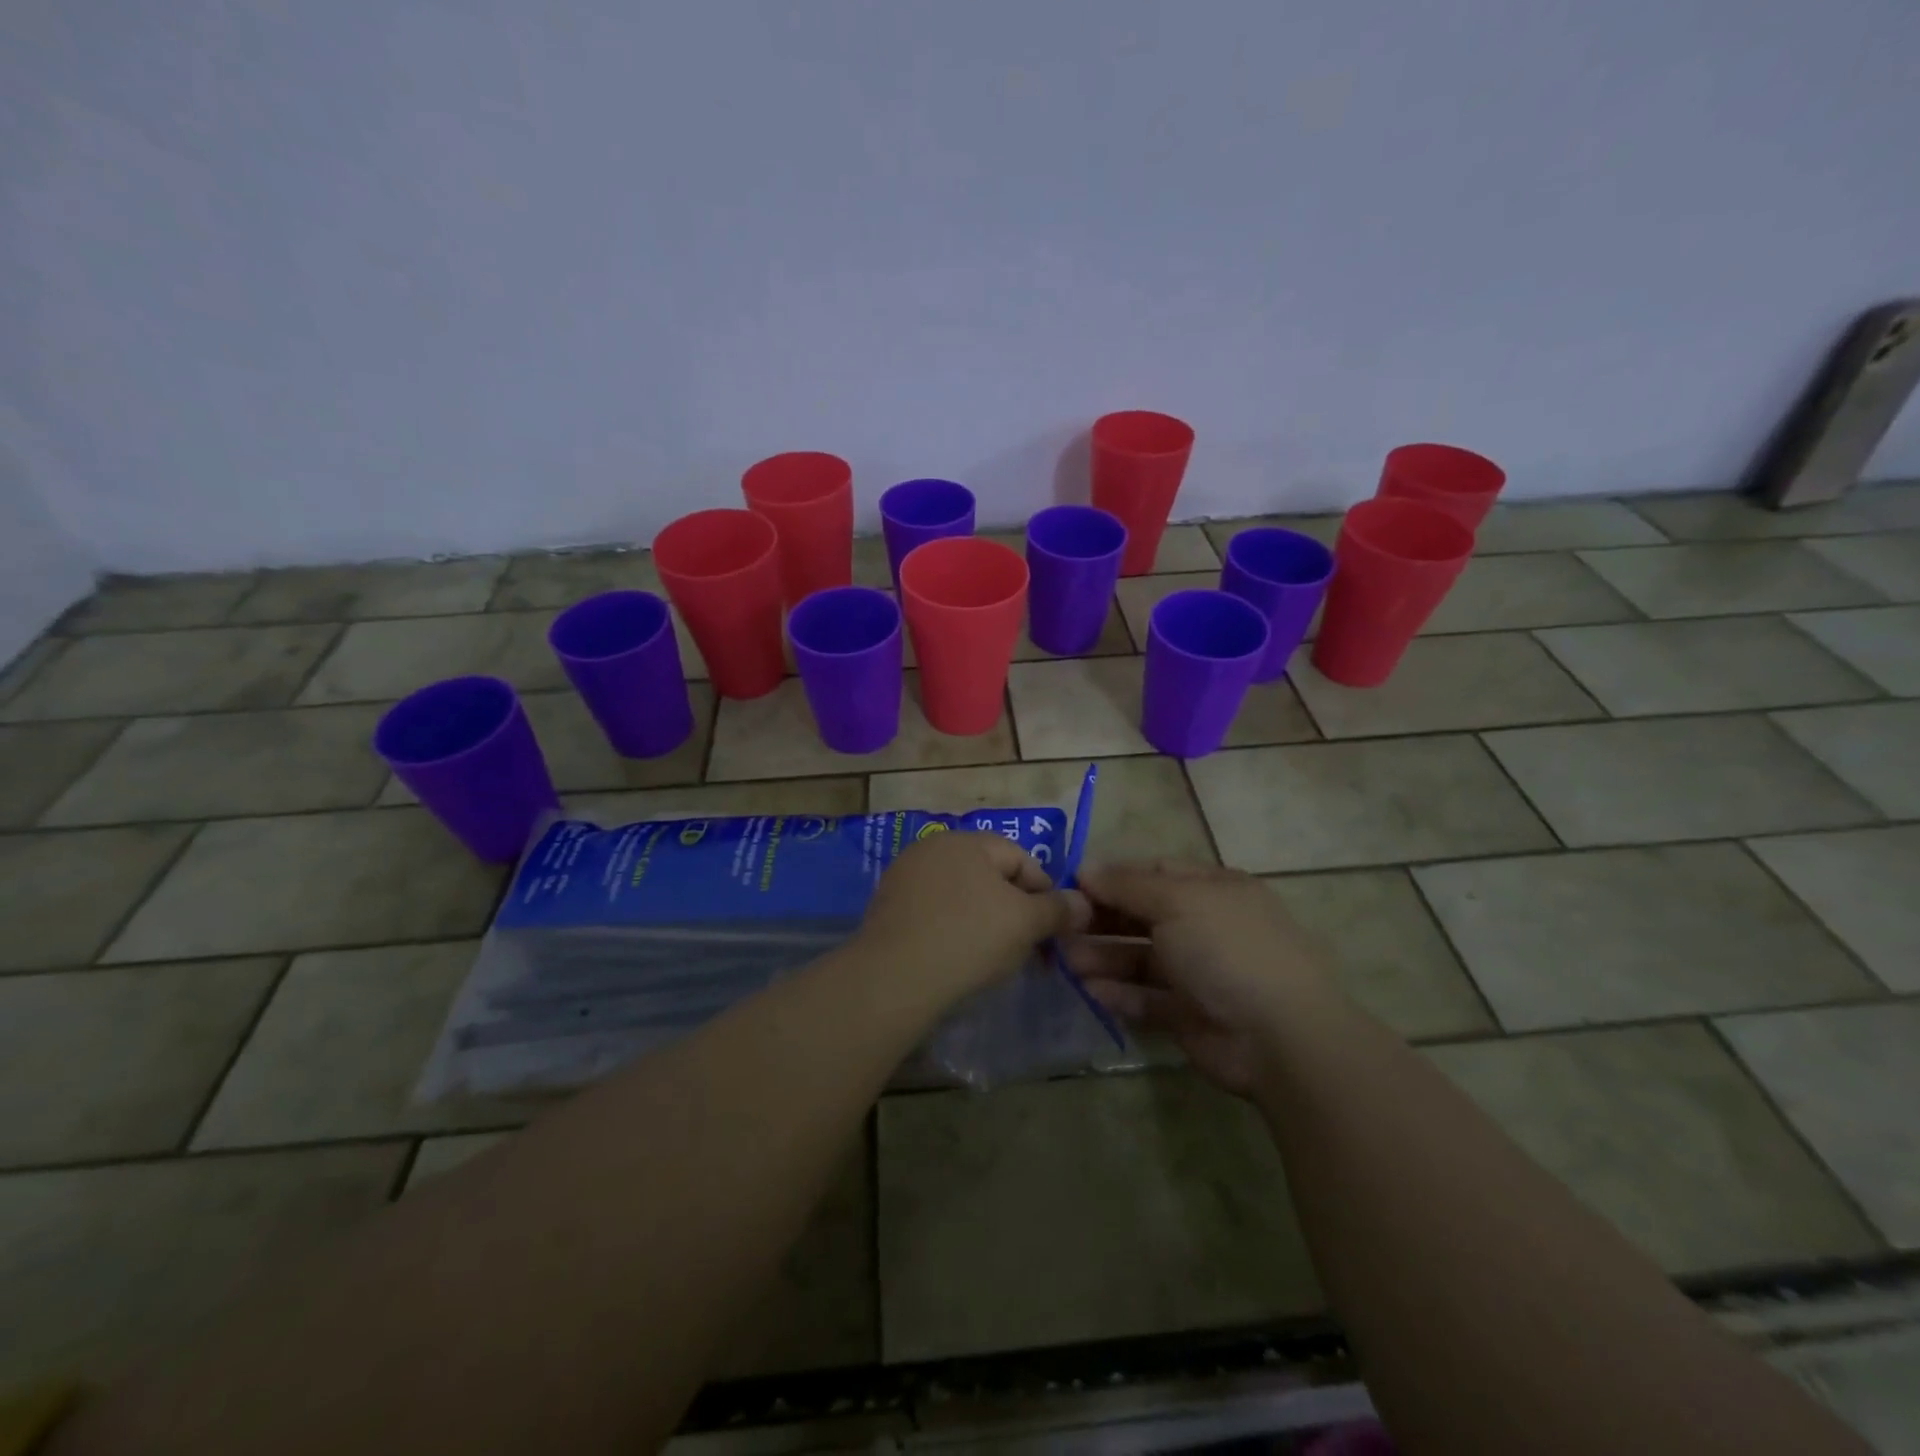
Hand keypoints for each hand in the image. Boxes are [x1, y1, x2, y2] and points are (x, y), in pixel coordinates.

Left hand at [858, 831, 1086, 1000]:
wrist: (893, 978)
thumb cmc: (968, 938)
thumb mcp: (1025, 923)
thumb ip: (1058, 909)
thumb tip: (1083, 903)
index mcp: (967, 840)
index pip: (1022, 858)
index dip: (1045, 894)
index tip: (1053, 933)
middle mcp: (933, 848)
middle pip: (991, 876)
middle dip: (1015, 910)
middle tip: (1029, 950)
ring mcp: (905, 877)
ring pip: (962, 896)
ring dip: (985, 922)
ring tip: (995, 959)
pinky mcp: (888, 908)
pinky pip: (935, 914)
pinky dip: (953, 931)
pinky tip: (957, 960)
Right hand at [1065, 860, 1332, 1095]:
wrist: (1279, 1037)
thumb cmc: (1227, 949)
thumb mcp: (1177, 901)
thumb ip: (1127, 886)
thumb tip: (1085, 869)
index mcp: (1212, 889)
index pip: (1154, 872)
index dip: (1114, 876)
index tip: (1071, 884)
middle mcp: (1205, 926)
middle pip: (1142, 914)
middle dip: (1101, 918)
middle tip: (1059, 925)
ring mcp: (1198, 972)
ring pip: (1139, 957)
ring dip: (1103, 956)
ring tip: (1066, 960)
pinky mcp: (1188, 1014)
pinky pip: (1145, 997)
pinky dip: (1118, 992)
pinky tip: (1090, 990)